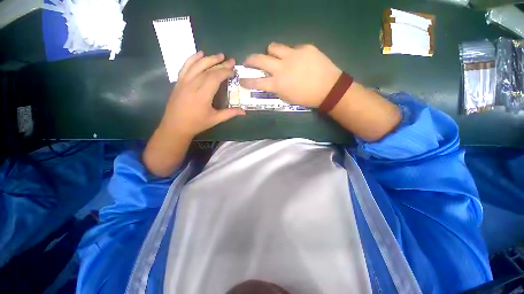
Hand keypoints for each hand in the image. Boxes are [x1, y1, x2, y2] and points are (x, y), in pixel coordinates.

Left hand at [159, 51, 245, 137]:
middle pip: (208, 70)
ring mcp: (184, 82)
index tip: (233, 71)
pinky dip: (192, 58)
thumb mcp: (215, 120)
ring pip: (197, 65)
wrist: (175, 126)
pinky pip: (185, 66)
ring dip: (209, 58)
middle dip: (220, 64)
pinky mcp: (179, 82)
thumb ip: (230, 113)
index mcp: (203, 95)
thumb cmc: (197, 124)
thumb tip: (244, 112)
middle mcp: (192, 85)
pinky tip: (200, 54)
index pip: (215, 78)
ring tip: (219, 55)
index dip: (225, 72)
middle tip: (231, 60)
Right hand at [240, 43, 341, 107]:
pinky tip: (298, 60)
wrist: (329, 89)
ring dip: (270, 53)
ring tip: (274, 57)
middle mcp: (282, 67)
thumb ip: (276, 88)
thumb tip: (269, 81)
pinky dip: (290, 54)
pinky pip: (292, 48)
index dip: (246, 80)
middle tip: (250, 62)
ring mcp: (293, 55)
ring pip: (273, 47)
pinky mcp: (305, 47)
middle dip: (250, 60)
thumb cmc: (307, 98)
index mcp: (278, 84)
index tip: (242, 79)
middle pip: (259, 58)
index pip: (256, 81)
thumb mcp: (287, 97)